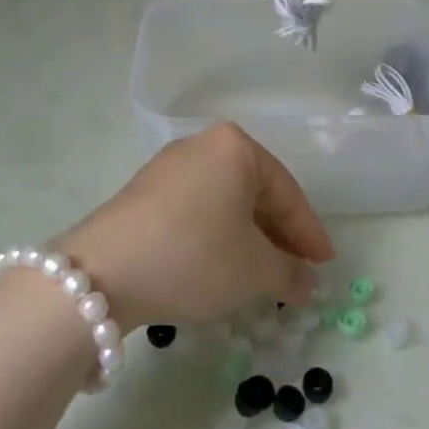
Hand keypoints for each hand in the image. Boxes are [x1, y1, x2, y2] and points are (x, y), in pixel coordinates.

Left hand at [57, 124, 334, 327]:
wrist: (102, 273)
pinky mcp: (144, 193)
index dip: (309, 234)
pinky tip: (220, 268)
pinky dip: (216, 237)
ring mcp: (169, 167)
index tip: (326, 265)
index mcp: (235, 147)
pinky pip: (196, 211)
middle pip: (256, 193)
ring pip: (225, 204)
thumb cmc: (194, 256)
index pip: (287, 192)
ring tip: (261, 276)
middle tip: (297, 273)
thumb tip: (307, 282)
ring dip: (247, 240)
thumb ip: (290, 273)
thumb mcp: (254, 270)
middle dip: (278, 236)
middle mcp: (202, 145)